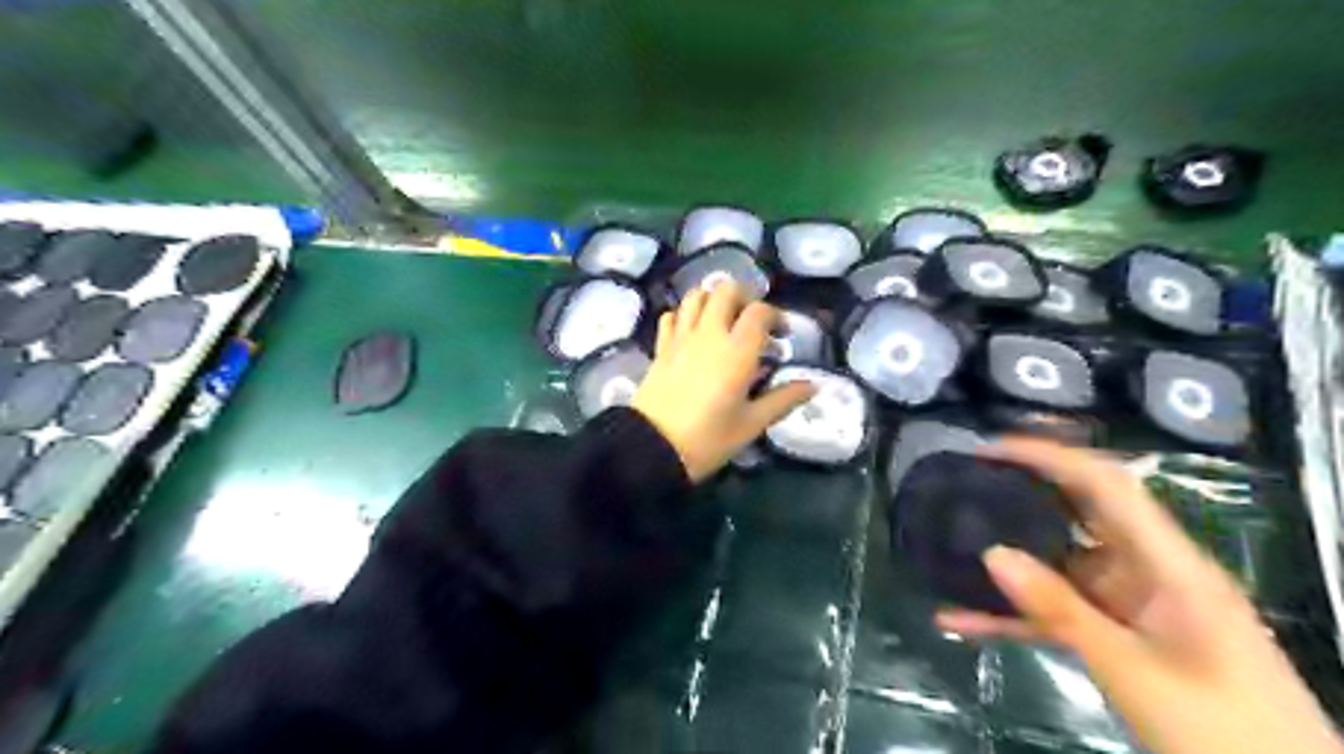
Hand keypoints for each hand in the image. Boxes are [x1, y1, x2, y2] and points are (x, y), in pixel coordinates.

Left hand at [634, 282, 813, 483]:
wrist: (651, 448)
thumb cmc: (708, 439)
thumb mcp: (752, 424)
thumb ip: (783, 400)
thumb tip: (813, 386)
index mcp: (737, 351)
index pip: (760, 312)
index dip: (776, 316)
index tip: (783, 336)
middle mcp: (709, 334)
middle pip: (726, 290)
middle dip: (745, 298)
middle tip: (753, 322)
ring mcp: (681, 338)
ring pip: (696, 296)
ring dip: (713, 300)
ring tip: (724, 322)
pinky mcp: (661, 348)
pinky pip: (671, 316)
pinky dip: (684, 316)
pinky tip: (692, 333)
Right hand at [937, 435, 1343, 753]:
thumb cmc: (1224, 731)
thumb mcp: (1134, 670)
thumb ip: (1061, 611)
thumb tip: (992, 553)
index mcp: (1170, 564)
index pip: (1107, 485)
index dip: (1051, 457)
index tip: (993, 449)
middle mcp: (1150, 572)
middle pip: (1079, 515)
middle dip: (1022, 496)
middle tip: (964, 485)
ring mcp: (1133, 606)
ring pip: (1059, 568)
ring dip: (1009, 565)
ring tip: (950, 546)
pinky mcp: (1122, 636)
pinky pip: (1059, 613)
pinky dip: (1015, 615)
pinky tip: (963, 621)